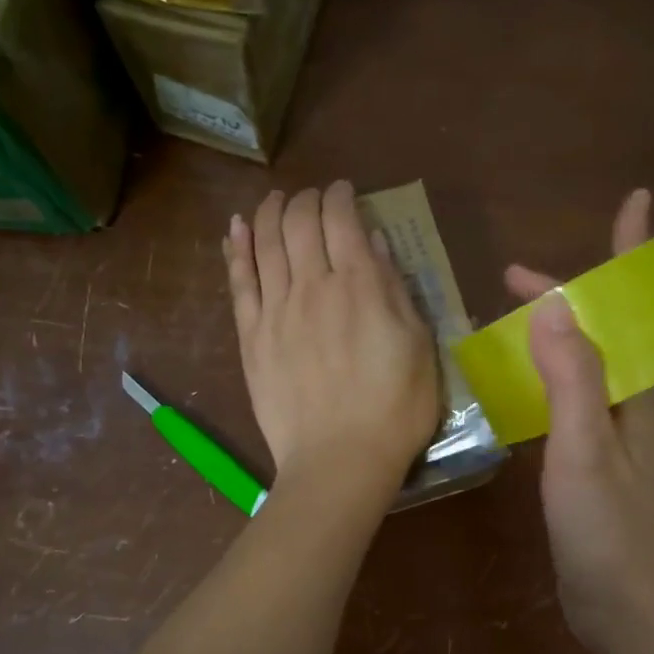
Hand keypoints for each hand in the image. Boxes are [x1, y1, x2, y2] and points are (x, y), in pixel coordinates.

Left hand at [225, 182, 439, 490]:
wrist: (340, 461)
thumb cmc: (394, 410)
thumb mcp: (417, 347)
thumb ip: (394, 291)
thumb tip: (373, 245)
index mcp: (360, 287)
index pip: (342, 220)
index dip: (341, 196)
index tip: (344, 192)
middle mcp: (314, 286)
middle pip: (299, 223)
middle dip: (305, 199)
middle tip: (311, 198)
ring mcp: (276, 311)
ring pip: (265, 242)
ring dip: (269, 212)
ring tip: (274, 200)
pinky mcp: (251, 337)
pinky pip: (239, 281)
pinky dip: (237, 249)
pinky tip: (236, 228)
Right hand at [505, 189, 653, 653]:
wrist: (632, 616)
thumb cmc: (609, 532)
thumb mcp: (586, 450)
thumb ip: (574, 380)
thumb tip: (561, 305)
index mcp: (637, 397)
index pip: (634, 308)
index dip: (631, 255)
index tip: (634, 201)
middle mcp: (632, 410)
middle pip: (607, 334)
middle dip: (572, 297)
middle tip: (518, 280)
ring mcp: (616, 442)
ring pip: (587, 370)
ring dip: (557, 338)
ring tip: (514, 325)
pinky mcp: (596, 471)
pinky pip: (572, 405)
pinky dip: (548, 381)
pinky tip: (522, 393)